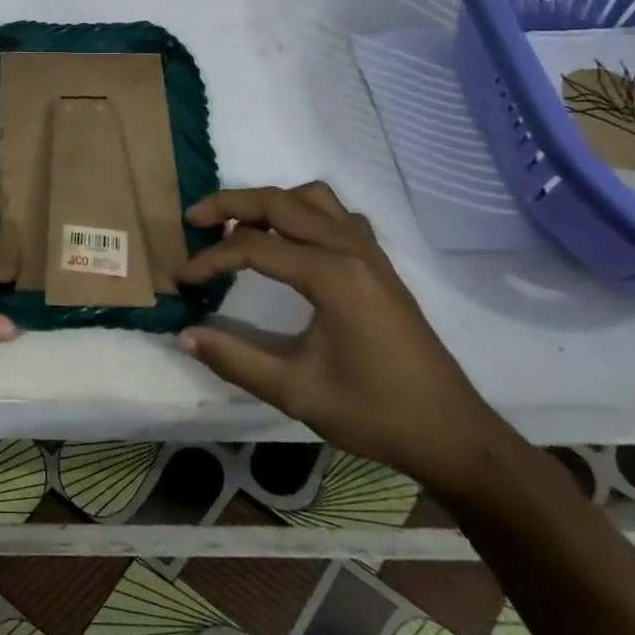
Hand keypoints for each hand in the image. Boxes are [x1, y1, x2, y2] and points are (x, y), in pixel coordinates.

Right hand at [175, 182, 506, 495]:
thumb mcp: (296, 391)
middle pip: (279, 202)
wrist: (453, 435)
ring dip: (270, 203)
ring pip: (312, 199)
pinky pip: (337, 215)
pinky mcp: (380, 265)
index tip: (180, 280)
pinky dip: (304, 214)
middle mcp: (350, 250)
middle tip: (193, 221)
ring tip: (239, 227)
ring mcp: (370, 253)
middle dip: (230, 204)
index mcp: (331, 275)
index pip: (252, 247)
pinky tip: (290, 245)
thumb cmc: (375, 413)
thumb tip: (183, 335)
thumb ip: (234, 359)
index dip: (209, 259)